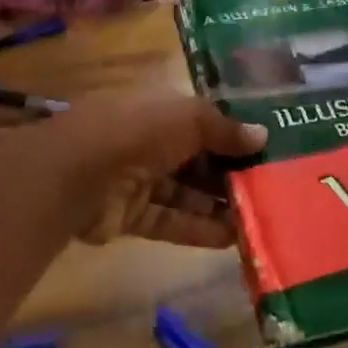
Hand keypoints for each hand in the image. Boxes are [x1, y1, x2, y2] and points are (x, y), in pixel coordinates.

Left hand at [52, 92, 267, 248]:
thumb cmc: (139, 130)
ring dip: (219, 204)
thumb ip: (225, 129)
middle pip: (198, 158)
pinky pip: (172, 221)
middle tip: (271, 188)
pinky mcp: (131, 216)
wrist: (77, 173)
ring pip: (187, 192)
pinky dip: (200, 229)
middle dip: (231, 172)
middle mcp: (151, 140)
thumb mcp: (190, 117)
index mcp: (162, 108)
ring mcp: (140, 179)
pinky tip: (233, 239)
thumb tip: (263, 136)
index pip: (204, 120)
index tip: (268, 148)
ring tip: (260, 217)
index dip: (233, 133)